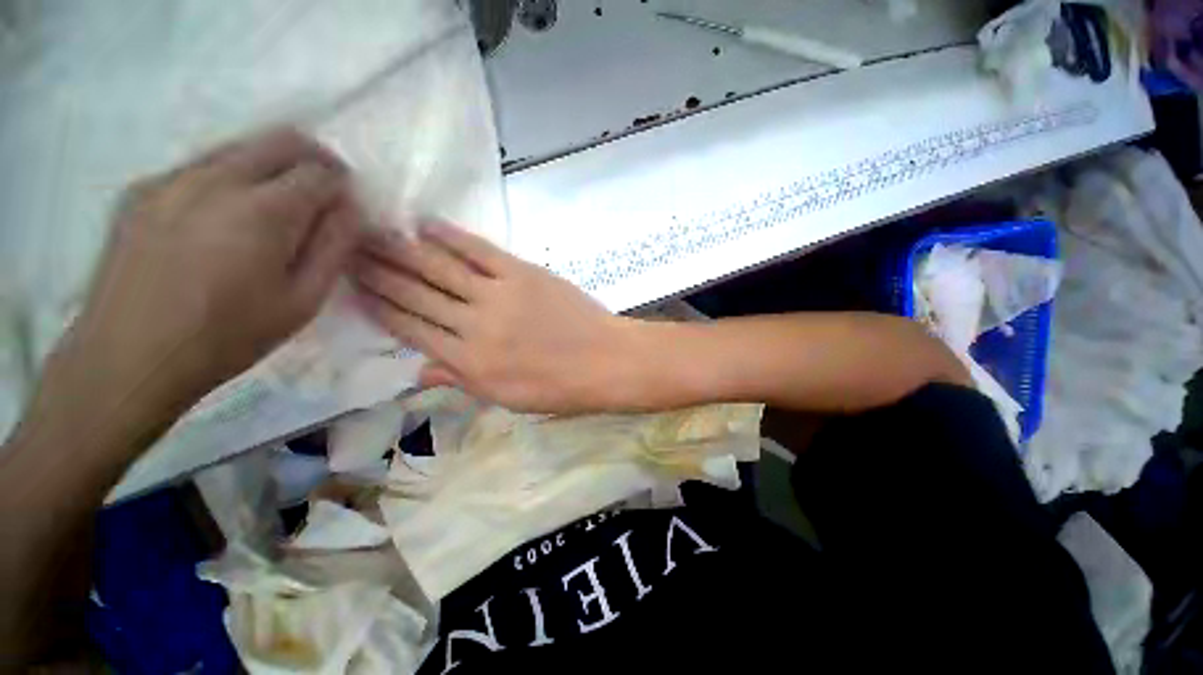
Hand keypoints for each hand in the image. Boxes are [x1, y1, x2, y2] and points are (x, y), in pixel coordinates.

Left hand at [34, 129, 360, 432]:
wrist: (129, 356)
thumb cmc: (228, 335)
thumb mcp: (303, 300)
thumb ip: (333, 248)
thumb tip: (348, 209)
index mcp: (263, 211)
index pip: (320, 172)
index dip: (341, 185)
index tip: (344, 206)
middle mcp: (216, 179)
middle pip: (280, 140)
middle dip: (313, 159)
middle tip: (321, 192)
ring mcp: (172, 178)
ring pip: (239, 147)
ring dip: (269, 167)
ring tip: (270, 211)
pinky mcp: (142, 189)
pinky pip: (200, 166)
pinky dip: (227, 179)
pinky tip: (220, 220)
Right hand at [353, 223, 640, 412]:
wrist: (604, 361)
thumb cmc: (559, 388)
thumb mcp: (506, 398)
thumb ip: (461, 381)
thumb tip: (417, 373)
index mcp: (468, 363)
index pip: (411, 330)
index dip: (380, 308)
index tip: (353, 289)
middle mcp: (473, 327)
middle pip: (416, 296)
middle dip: (378, 273)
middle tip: (346, 250)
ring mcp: (498, 296)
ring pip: (439, 270)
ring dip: (402, 250)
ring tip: (371, 232)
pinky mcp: (522, 274)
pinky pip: (479, 252)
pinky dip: (451, 236)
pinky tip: (425, 225)